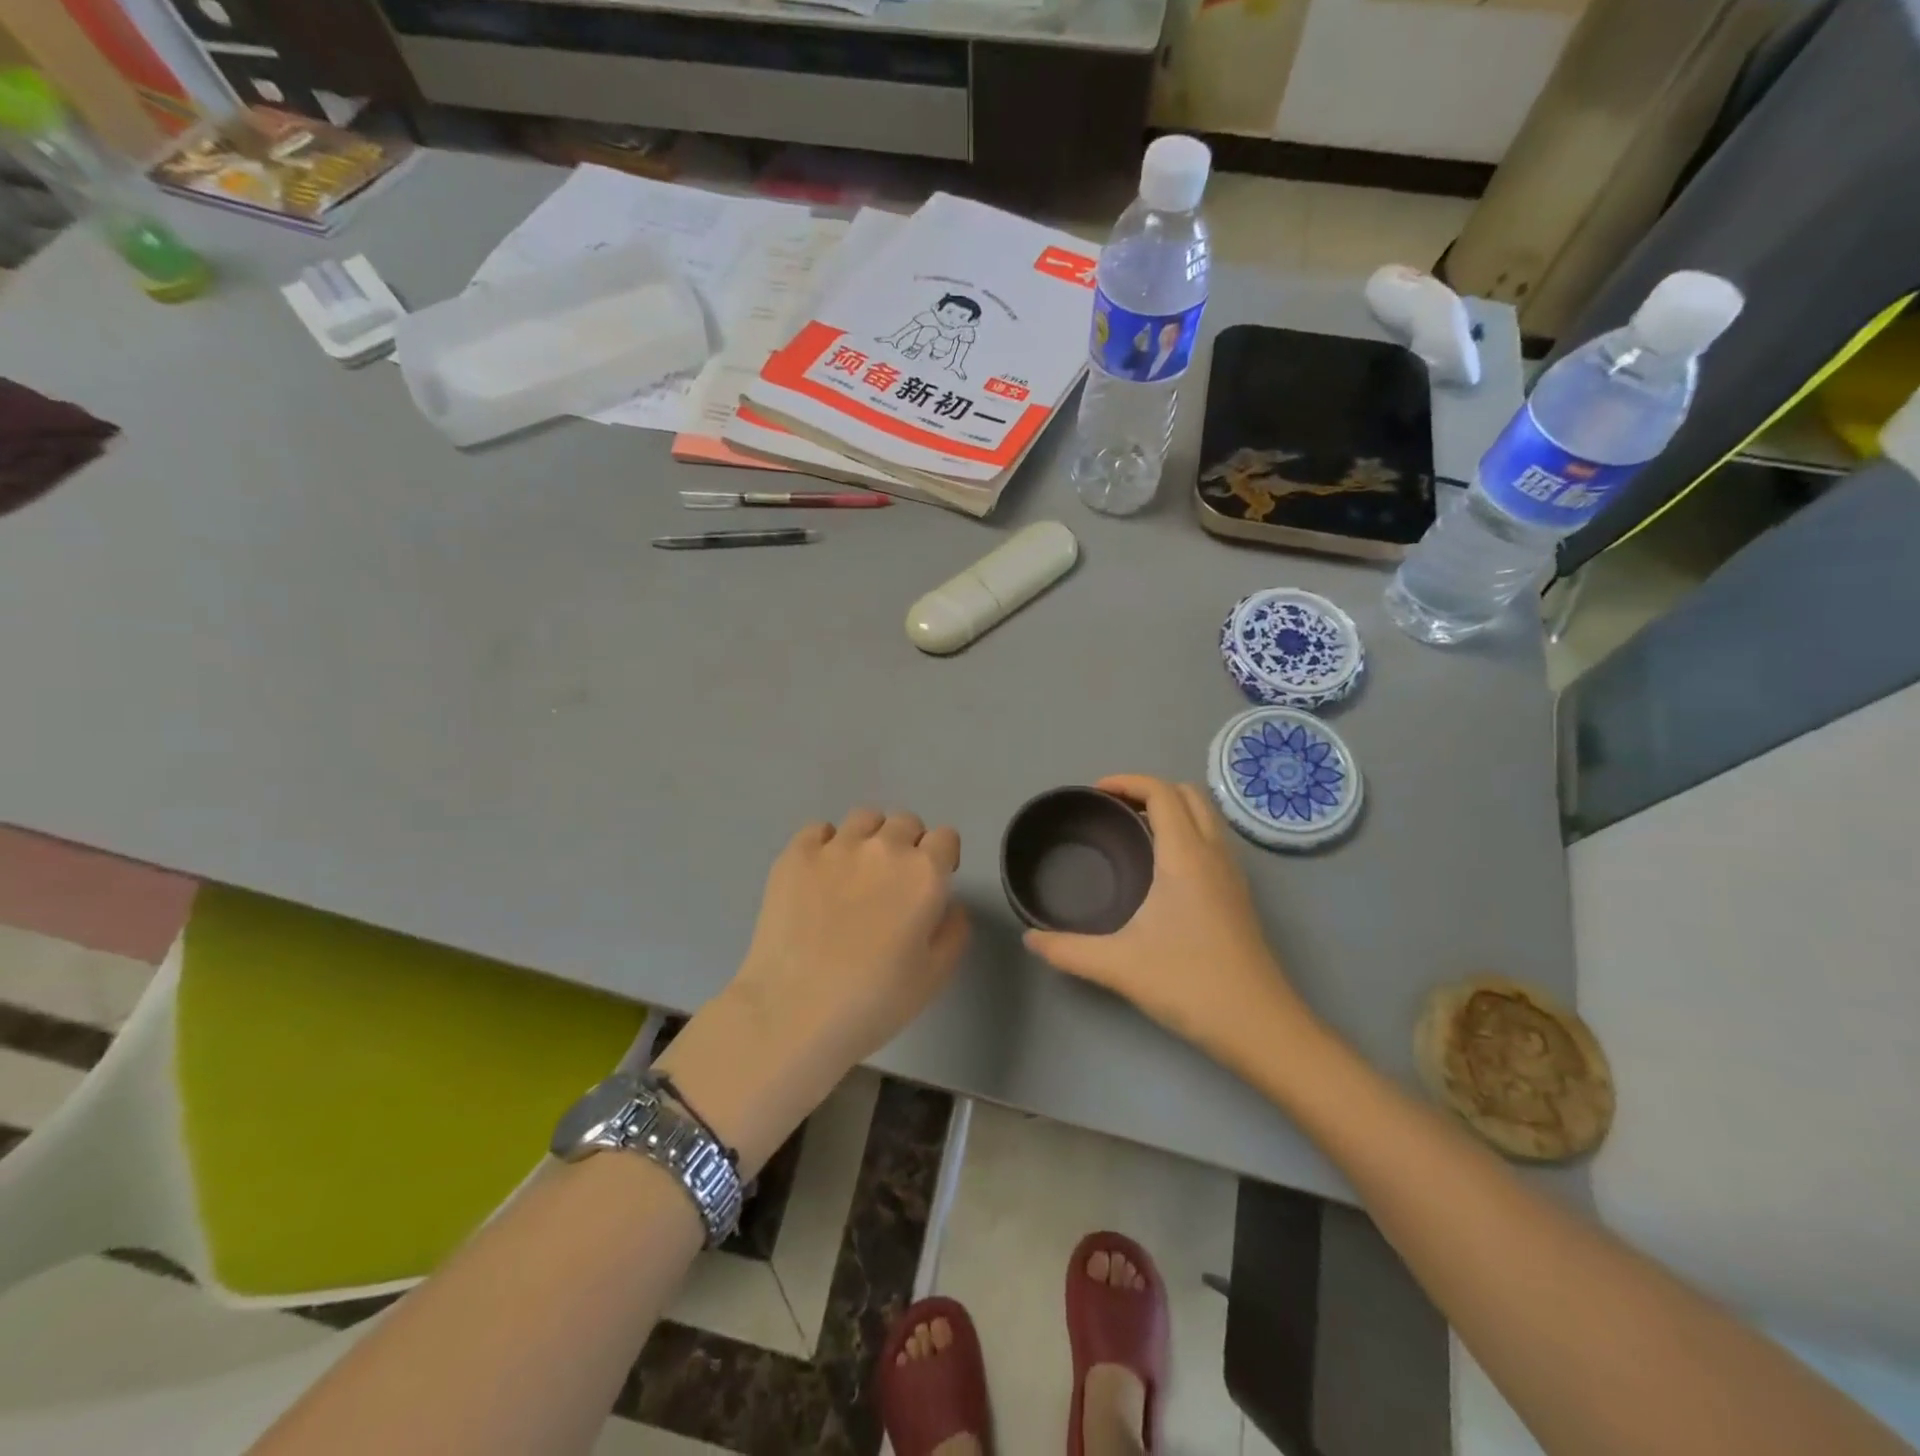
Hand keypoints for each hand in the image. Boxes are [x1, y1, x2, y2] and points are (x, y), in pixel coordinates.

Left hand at [657, 809, 965, 1174]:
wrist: (794, 1012)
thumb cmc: (874, 1001)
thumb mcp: (935, 976)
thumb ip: (954, 930)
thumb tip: (948, 905)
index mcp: (924, 874)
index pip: (946, 837)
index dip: (943, 857)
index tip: (932, 882)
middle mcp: (884, 848)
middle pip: (906, 821)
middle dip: (908, 844)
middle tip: (894, 880)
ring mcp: (836, 846)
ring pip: (864, 818)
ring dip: (870, 837)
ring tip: (856, 870)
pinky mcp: (795, 854)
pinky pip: (819, 829)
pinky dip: (825, 843)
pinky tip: (820, 874)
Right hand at [1023, 775, 1316, 1066]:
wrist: (1260, 1026)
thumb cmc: (1190, 984)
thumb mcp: (1118, 966)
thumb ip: (1068, 949)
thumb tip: (1030, 938)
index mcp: (1185, 856)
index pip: (1162, 792)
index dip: (1127, 782)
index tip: (1095, 793)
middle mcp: (1214, 854)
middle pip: (1188, 794)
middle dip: (1149, 790)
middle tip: (1113, 810)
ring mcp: (1233, 875)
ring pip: (1206, 817)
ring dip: (1172, 810)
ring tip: (1133, 832)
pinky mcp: (1239, 896)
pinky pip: (1213, 841)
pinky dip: (1186, 833)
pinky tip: (1161, 870)